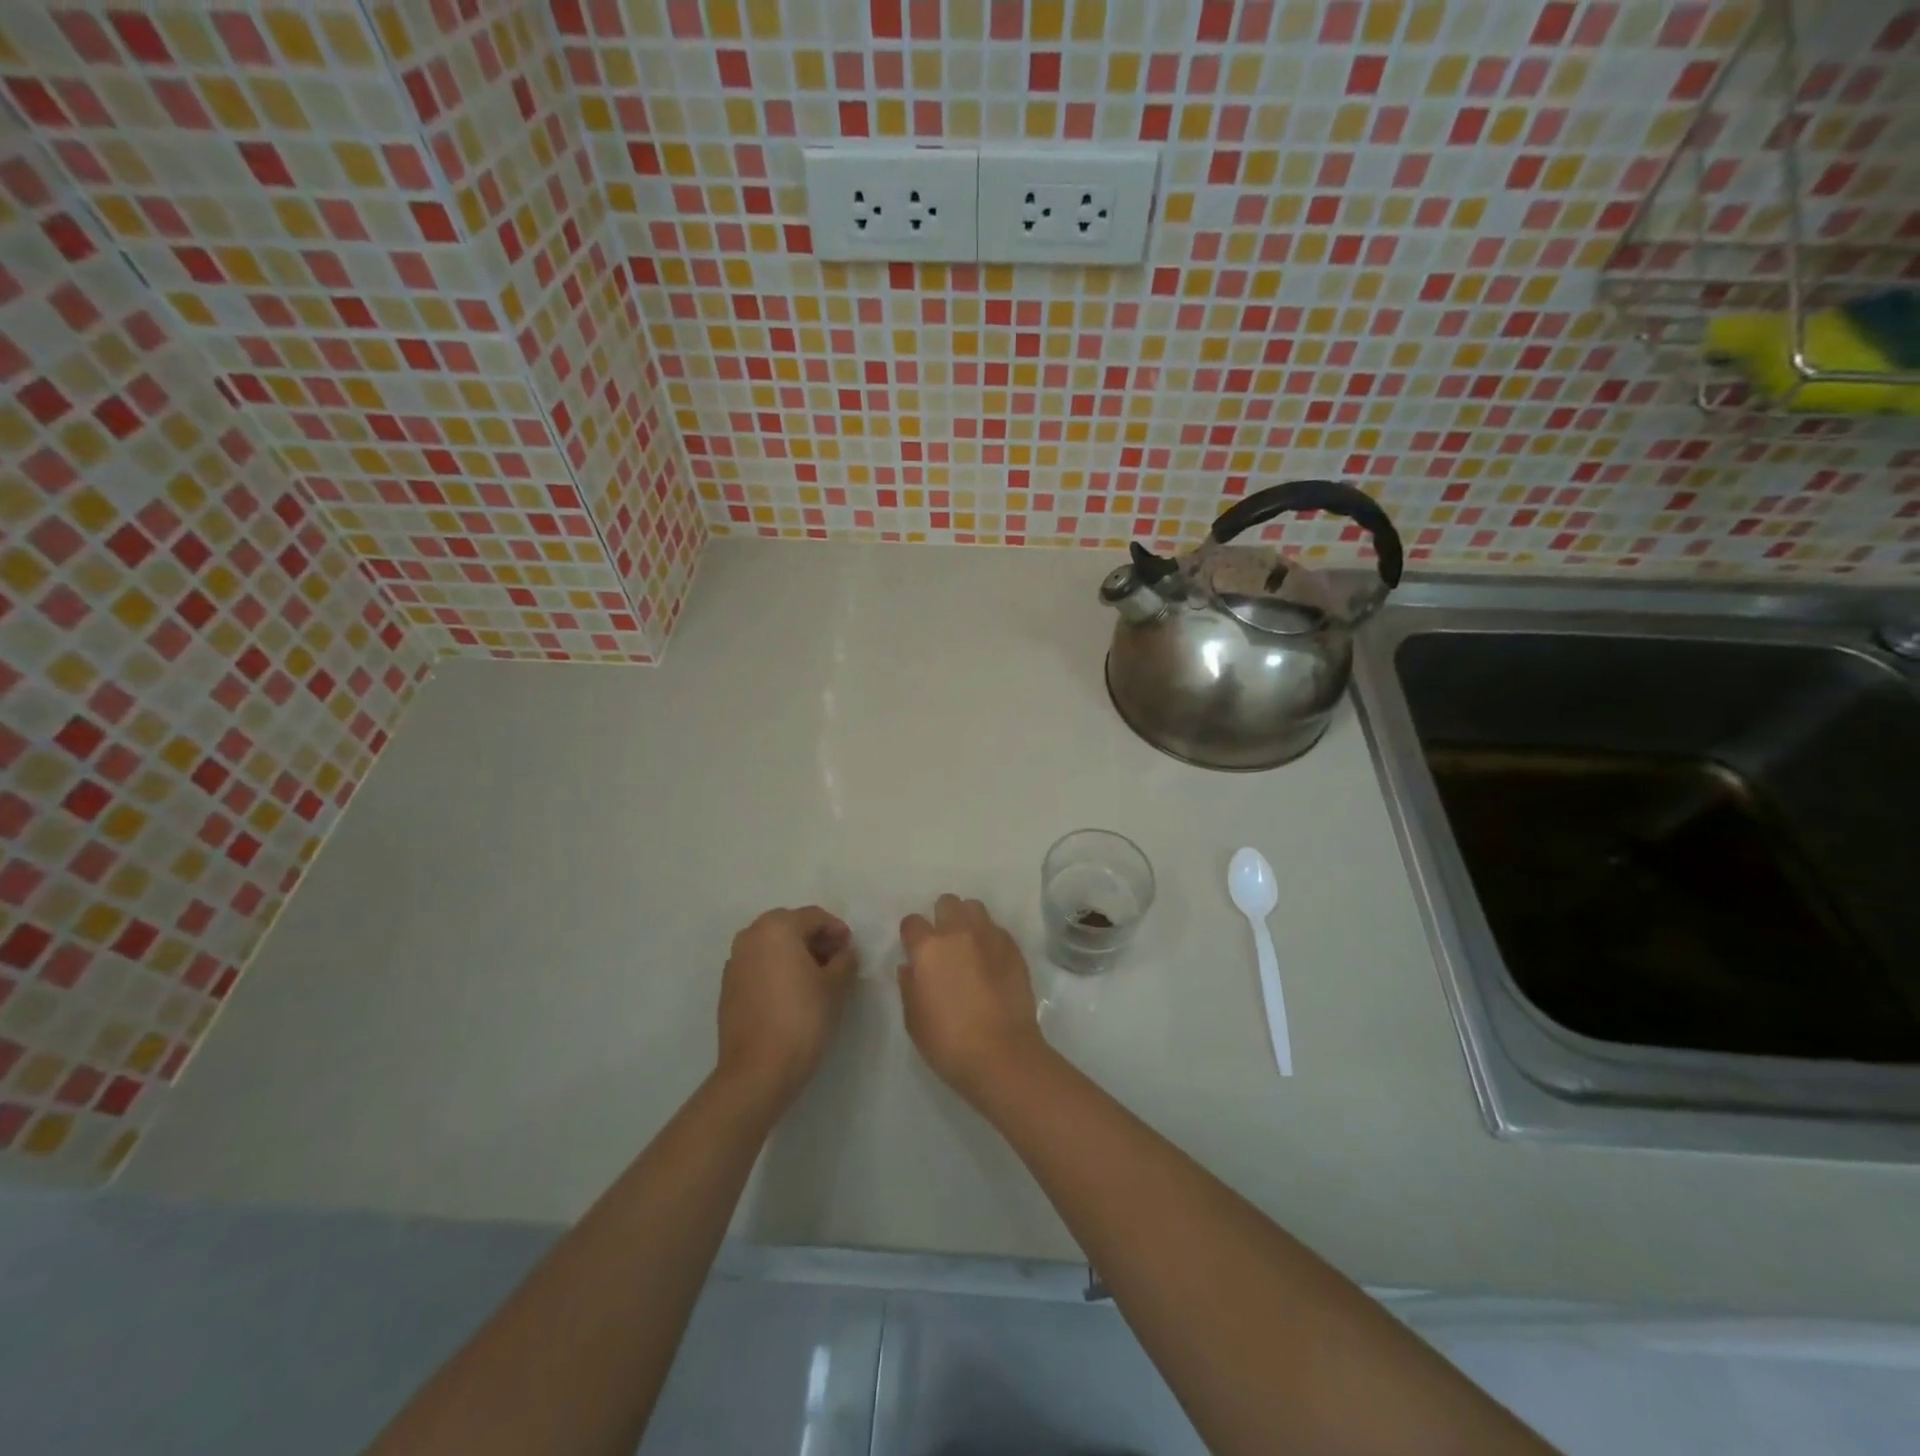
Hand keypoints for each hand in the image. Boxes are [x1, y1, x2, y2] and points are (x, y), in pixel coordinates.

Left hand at [716, 907, 858, 1107]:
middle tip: (836, 960)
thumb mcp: (836, 986)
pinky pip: (758, 966)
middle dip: (814, 939)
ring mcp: (735, 962)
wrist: (758, 1070)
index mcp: (777, 927)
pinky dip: (776, 969)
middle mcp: (750, 936)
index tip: (851, 949)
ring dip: (794, 953)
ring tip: (816, 978)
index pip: (814, 917)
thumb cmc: (802, 1018)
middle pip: (790, 926)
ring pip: (771, 946)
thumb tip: (843, 952)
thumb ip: (845, 960)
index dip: (837, 929)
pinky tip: (792, 993)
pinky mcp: (728, 987)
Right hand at [897, 895, 1047, 1101]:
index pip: (912, 922)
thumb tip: (910, 967)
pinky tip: (990, 961)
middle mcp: (959, 932)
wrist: (1002, 1054)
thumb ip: (909, 985)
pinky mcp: (1014, 949)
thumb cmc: (948, 1042)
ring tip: (969, 945)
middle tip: (944, 944)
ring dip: (968, 920)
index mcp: (929, 948)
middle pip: (947, 903)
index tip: (914, 950)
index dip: (911, 935)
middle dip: (942, 917)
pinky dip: (990, 939)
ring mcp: (990, 937)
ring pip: (975, 908)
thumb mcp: (914, 1019)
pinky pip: (997, 930)